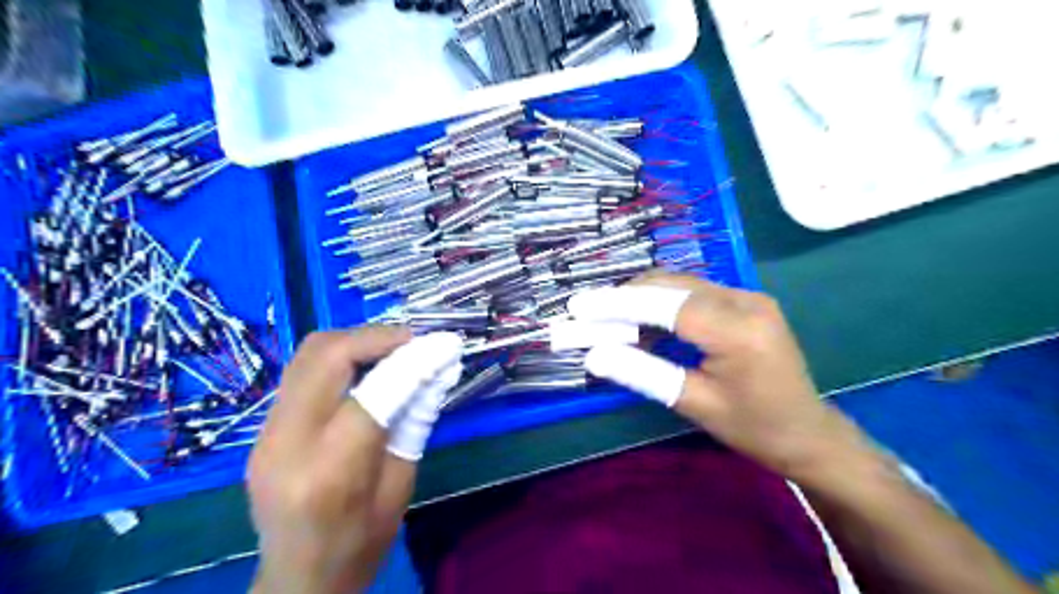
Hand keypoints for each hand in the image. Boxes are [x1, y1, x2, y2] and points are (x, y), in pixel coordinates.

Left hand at [251, 328, 463, 591]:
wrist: (297, 580)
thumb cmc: (360, 543)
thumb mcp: (401, 483)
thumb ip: (414, 421)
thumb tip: (436, 369)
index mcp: (331, 471)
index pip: (374, 392)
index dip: (414, 360)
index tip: (445, 343)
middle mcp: (287, 442)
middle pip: (327, 355)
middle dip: (377, 337)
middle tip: (416, 340)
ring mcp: (266, 432)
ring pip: (308, 354)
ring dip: (356, 341)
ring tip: (394, 348)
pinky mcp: (263, 428)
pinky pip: (303, 371)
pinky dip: (340, 357)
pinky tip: (366, 367)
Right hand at [571, 272, 878, 484]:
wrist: (807, 431)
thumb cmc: (753, 427)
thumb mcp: (694, 404)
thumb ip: (643, 374)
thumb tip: (594, 356)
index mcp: (737, 331)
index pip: (664, 305)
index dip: (617, 303)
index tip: (579, 306)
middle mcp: (745, 301)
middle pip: (670, 285)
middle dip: (623, 297)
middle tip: (587, 314)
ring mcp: (747, 296)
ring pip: (679, 284)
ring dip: (640, 297)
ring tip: (608, 320)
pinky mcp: (745, 300)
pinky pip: (692, 292)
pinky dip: (661, 303)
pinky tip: (643, 323)